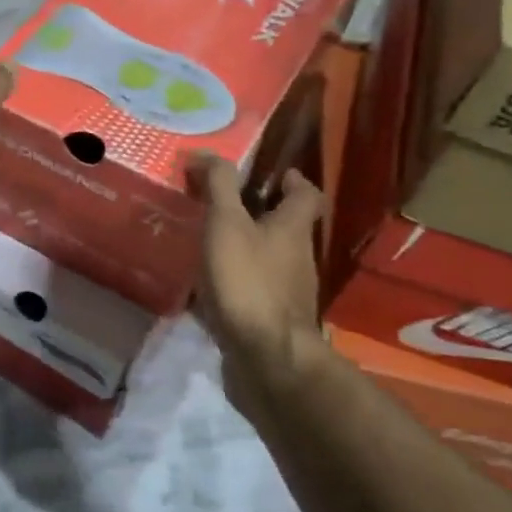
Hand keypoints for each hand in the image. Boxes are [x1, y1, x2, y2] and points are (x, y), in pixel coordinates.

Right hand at [192, 156, 324, 410]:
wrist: (266, 357)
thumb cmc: (248, 282)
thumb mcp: (227, 225)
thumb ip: (219, 187)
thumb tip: (205, 154)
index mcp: (293, 228)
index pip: (306, 194)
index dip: (291, 180)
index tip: (269, 174)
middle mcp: (298, 258)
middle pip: (286, 228)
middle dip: (259, 215)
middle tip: (222, 207)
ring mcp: (287, 293)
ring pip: (269, 260)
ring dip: (245, 250)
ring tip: (208, 245)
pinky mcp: (271, 320)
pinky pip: (253, 292)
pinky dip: (235, 285)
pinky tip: (207, 289)